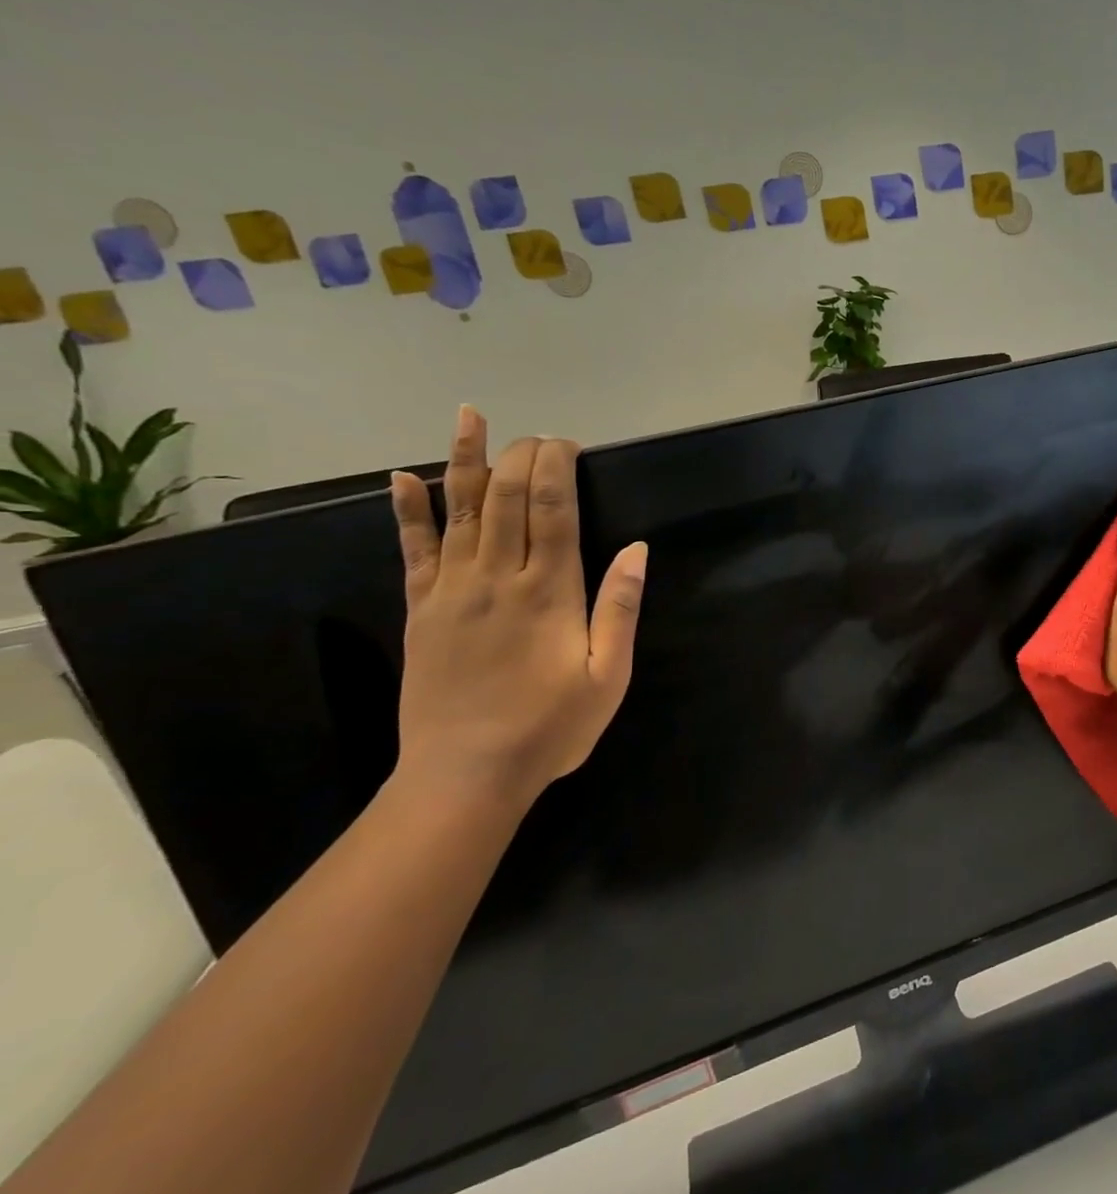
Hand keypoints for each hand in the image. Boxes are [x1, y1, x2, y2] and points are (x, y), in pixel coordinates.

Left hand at [389, 405, 648, 812]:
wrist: (465, 776)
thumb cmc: (551, 728)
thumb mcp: (608, 676)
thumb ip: (620, 609)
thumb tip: (636, 549)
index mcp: (548, 592)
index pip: (551, 510)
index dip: (557, 468)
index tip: (567, 444)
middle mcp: (497, 578)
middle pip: (505, 498)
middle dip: (521, 457)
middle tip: (537, 434)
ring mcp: (451, 590)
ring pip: (458, 510)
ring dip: (464, 459)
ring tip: (469, 417)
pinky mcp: (421, 609)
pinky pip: (413, 550)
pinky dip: (408, 511)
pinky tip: (403, 478)